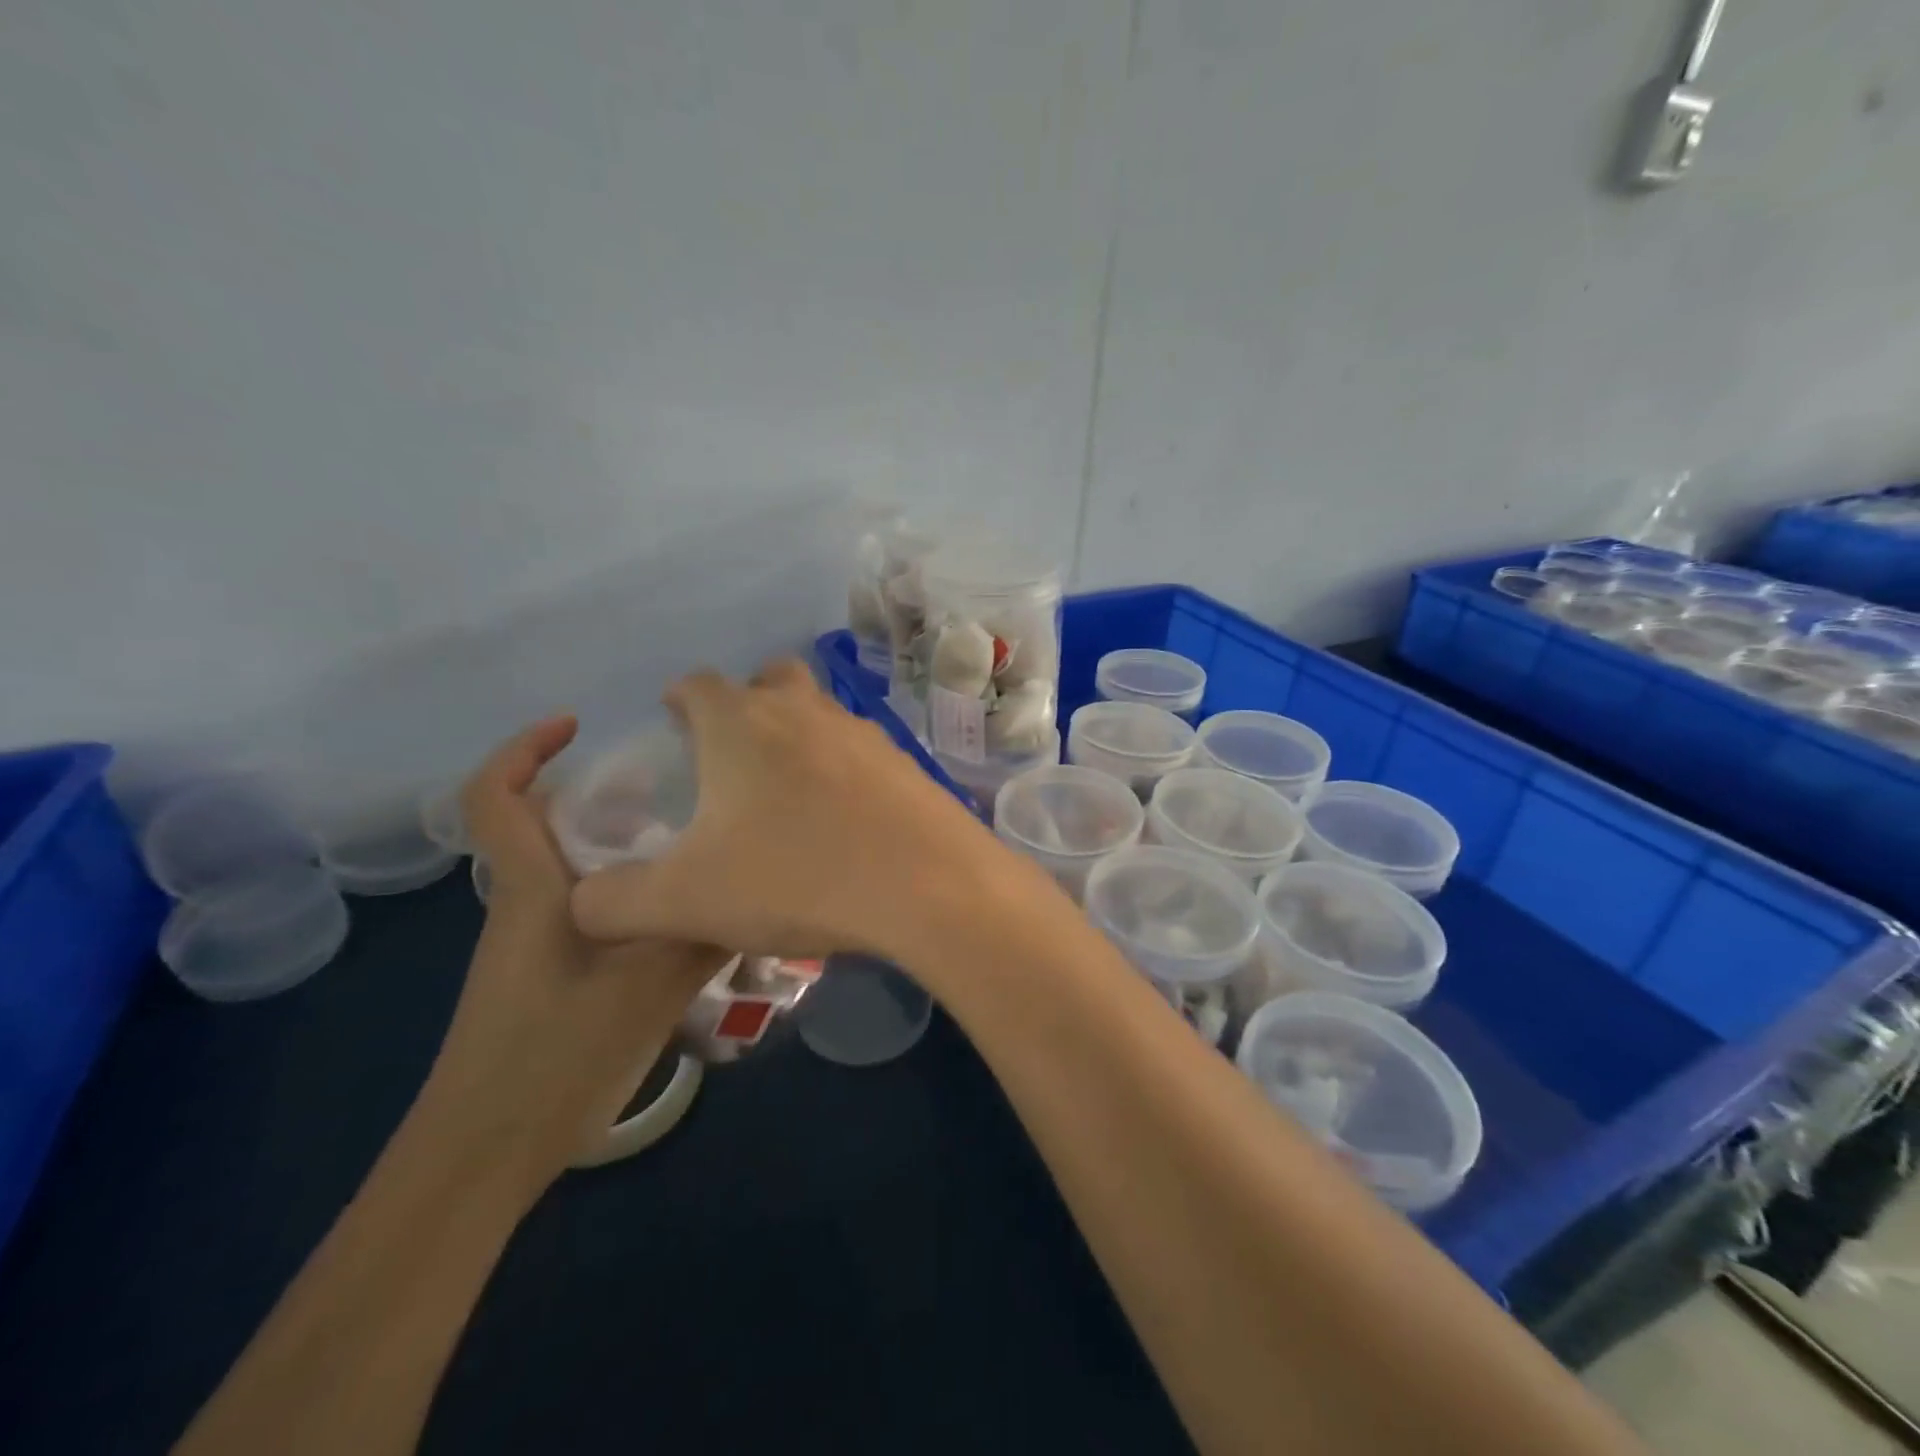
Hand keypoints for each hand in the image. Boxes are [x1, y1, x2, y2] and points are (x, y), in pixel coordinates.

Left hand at [421, 715, 727, 1189]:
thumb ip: (706, 935)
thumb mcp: (649, 988)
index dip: (523, 748)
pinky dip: (628, 891)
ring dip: (622, 845)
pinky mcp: (548, 974)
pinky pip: (588, 908)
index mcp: (533, 890)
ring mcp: (533, 943)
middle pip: (547, 824)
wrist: (484, 1154)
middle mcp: (525, 904)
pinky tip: (679, 914)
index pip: (493, 798)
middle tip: (676, 788)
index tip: (577, 724)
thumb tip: (760, 893)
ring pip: (574, 868)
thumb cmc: (553, 1056)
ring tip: (691, 845)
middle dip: (602, 794)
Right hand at [570, 662, 1040, 965]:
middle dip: (746, 703)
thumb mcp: (685, 901)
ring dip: (800, 735)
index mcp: (741, 723)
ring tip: (789, 793)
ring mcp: (863, 732)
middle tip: (733, 754)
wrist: (926, 886)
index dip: (679, 701)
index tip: (674, 726)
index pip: (697, 684)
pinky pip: (863, 752)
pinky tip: (846, 819)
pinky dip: (845, 771)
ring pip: (820, 712)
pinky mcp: (906, 762)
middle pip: (769, 679)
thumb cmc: (795, 877)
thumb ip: (613, 902)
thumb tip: (580, 904)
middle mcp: (804, 710)